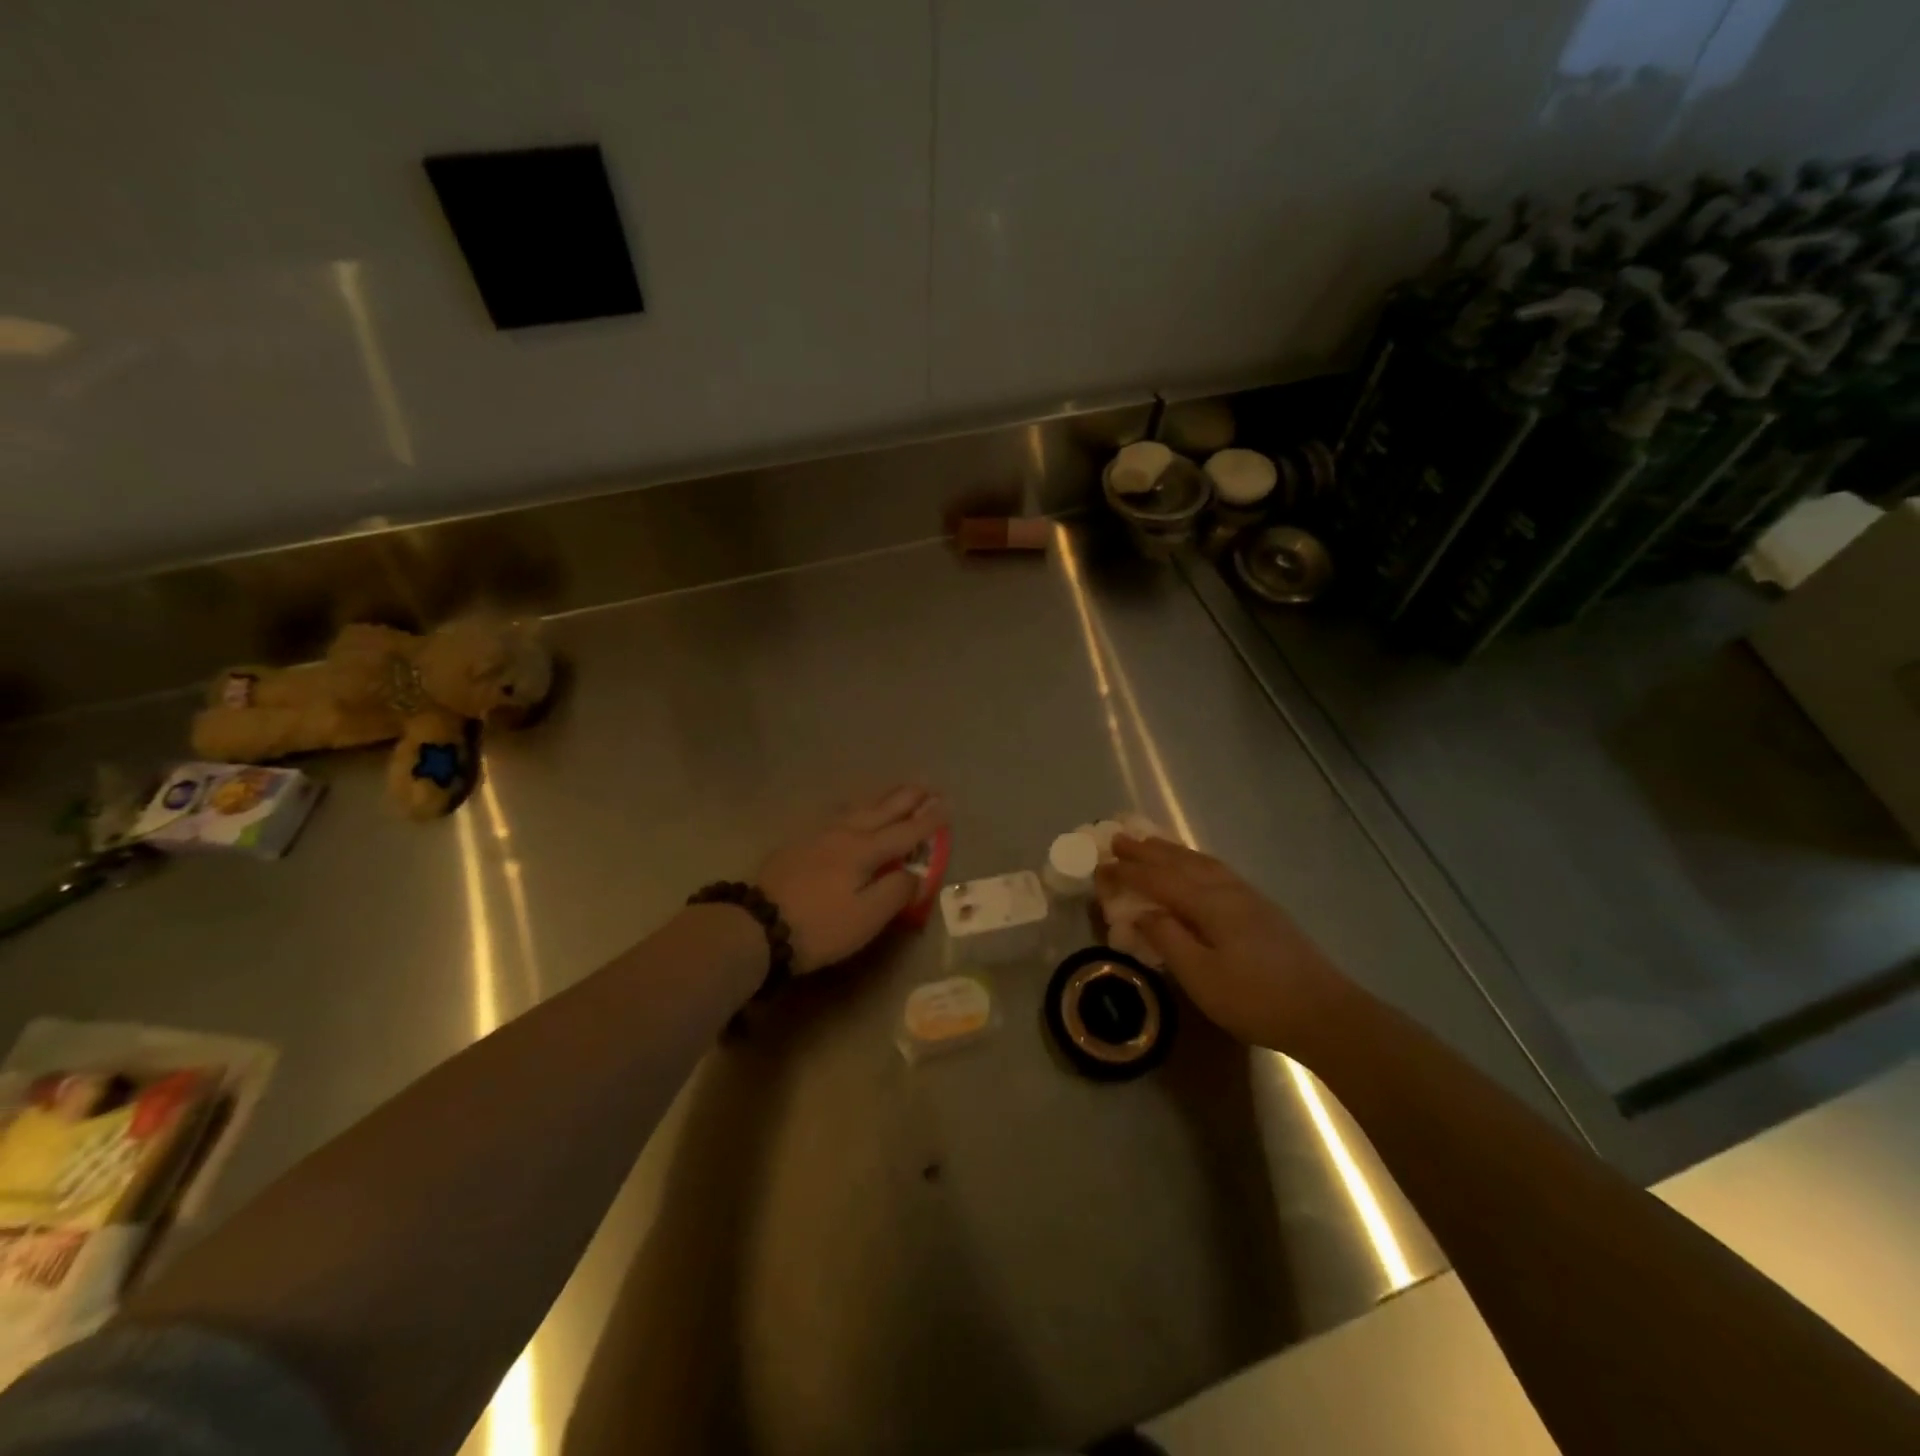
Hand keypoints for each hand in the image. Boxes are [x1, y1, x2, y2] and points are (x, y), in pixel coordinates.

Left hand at [756, 785, 948, 973]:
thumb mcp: (867, 917)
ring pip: (857, 810)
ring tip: (894, 792)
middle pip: (882, 811)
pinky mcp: (798, 845)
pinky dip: (856, 810)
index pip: (905, 832)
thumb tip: (913, 873)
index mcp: (864, 851)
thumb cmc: (819, 926)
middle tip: (927, 785)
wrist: (756, 926)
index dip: (928, 821)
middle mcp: (844, 834)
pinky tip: (851, 814)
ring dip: (881, 799)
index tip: (947, 805)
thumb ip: (896, 891)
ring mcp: (818, 836)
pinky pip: (838, 817)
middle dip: (907, 799)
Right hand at [1096, 835, 1350, 1051]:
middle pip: (1179, 862)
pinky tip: (1195, 866)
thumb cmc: (1255, 998)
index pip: (1158, 879)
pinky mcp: (1261, 908)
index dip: (1127, 872)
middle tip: (1117, 838)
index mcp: (1208, 903)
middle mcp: (1226, 889)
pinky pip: (1216, 870)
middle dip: (1146, 850)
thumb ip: (1167, 938)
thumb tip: (1139, 912)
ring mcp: (1247, 896)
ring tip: (1149, 842)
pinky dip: (1194, 860)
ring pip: (1200, 862)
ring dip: (1171, 850)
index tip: (1099, 865)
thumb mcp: (1201, 976)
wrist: (1324, 1012)